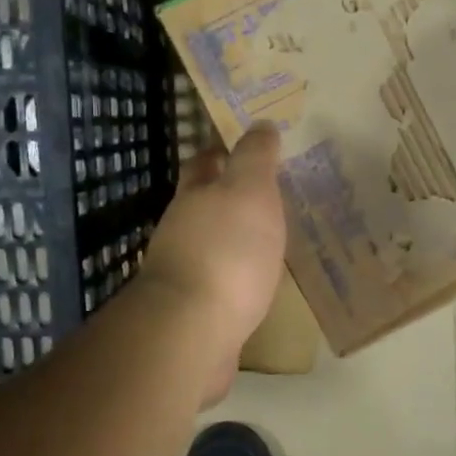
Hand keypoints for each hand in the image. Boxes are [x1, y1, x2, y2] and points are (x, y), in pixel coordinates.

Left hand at [139, 124, 287, 403]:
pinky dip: (240, 278)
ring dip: (236, 239)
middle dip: (229, 198)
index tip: (246, 147)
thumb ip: (255, 158)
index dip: (221, 151)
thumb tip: (261, 125)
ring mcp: (186, 274)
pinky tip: (261, 283)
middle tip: (269, 195)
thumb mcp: (249, 191)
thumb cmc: (226, 251)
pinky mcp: (197, 312)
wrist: (193, 331)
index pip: (203, 163)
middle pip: (205, 206)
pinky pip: (224, 285)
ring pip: (214, 245)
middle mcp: (182, 231)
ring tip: (273, 239)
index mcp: (194, 197)